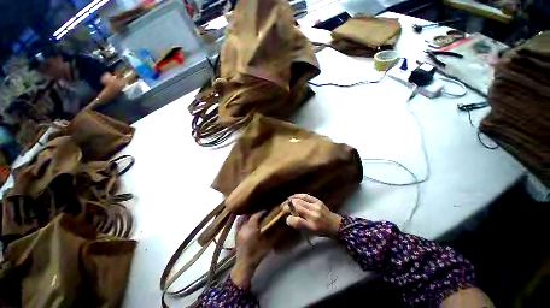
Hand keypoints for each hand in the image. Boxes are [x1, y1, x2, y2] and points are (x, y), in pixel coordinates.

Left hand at [231, 211, 271, 288]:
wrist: (244, 265)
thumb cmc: (257, 255)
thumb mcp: (268, 245)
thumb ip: (276, 235)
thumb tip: (282, 226)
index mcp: (251, 229)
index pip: (256, 215)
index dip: (262, 212)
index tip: (268, 211)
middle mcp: (244, 227)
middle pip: (251, 215)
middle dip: (258, 214)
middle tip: (264, 214)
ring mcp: (239, 229)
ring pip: (246, 218)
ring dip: (252, 216)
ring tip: (258, 218)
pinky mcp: (237, 233)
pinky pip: (242, 222)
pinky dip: (247, 220)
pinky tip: (251, 223)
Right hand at [282, 194, 342, 237]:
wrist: (335, 224)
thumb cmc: (321, 231)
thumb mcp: (310, 232)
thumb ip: (299, 225)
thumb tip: (289, 217)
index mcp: (312, 226)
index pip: (296, 221)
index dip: (289, 219)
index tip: (286, 219)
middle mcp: (313, 215)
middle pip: (296, 207)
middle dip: (287, 206)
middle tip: (283, 208)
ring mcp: (315, 206)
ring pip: (299, 200)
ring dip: (290, 201)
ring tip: (286, 202)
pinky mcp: (317, 200)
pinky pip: (304, 195)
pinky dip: (297, 196)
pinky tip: (292, 197)